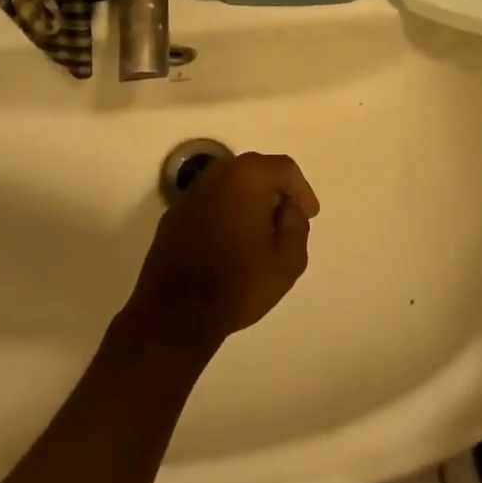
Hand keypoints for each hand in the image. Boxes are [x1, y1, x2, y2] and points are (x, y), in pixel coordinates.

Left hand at [125, 152, 319, 350]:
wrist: (176, 314)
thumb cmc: (239, 282)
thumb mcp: (289, 259)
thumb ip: (297, 224)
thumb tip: (288, 209)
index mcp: (247, 176)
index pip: (284, 168)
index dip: (301, 190)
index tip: (309, 214)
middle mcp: (216, 175)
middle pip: (254, 171)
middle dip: (274, 192)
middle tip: (286, 219)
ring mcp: (190, 195)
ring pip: (229, 187)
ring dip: (247, 202)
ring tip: (260, 233)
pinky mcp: (172, 217)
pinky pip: (208, 205)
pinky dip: (224, 214)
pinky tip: (230, 243)